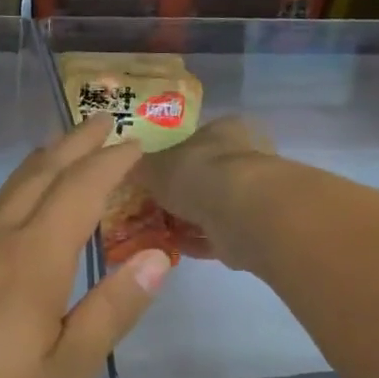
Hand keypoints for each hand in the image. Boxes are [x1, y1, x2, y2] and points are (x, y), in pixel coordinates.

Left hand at [0, 118, 171, 377]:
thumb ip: (108, 314)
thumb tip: (155, 257)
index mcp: (29, 264)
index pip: (79, 192)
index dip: (110, 162)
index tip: (135, 140)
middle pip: (35, 178)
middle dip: (72, 146)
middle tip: (100, 122)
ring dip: (36, 172)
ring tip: (57, 159)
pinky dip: (4, 208)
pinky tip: (1, 233)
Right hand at [136, 116, 277, 269]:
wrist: (240, 213)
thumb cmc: (197, 174)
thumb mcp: (153, 166)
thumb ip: (140, 168)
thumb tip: (127, 170)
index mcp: (224, 130)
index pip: (196, 137)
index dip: (171, 155)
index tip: (151, 175)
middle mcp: (243, 157)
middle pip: (205, 174)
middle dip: (180, 191)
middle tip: (150, 206)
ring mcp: (250, 194)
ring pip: (211, 206)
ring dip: (187, 219)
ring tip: (156, 230)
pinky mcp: (251, 228)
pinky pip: (217, 234)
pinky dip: (196, 241)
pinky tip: (172, 248)